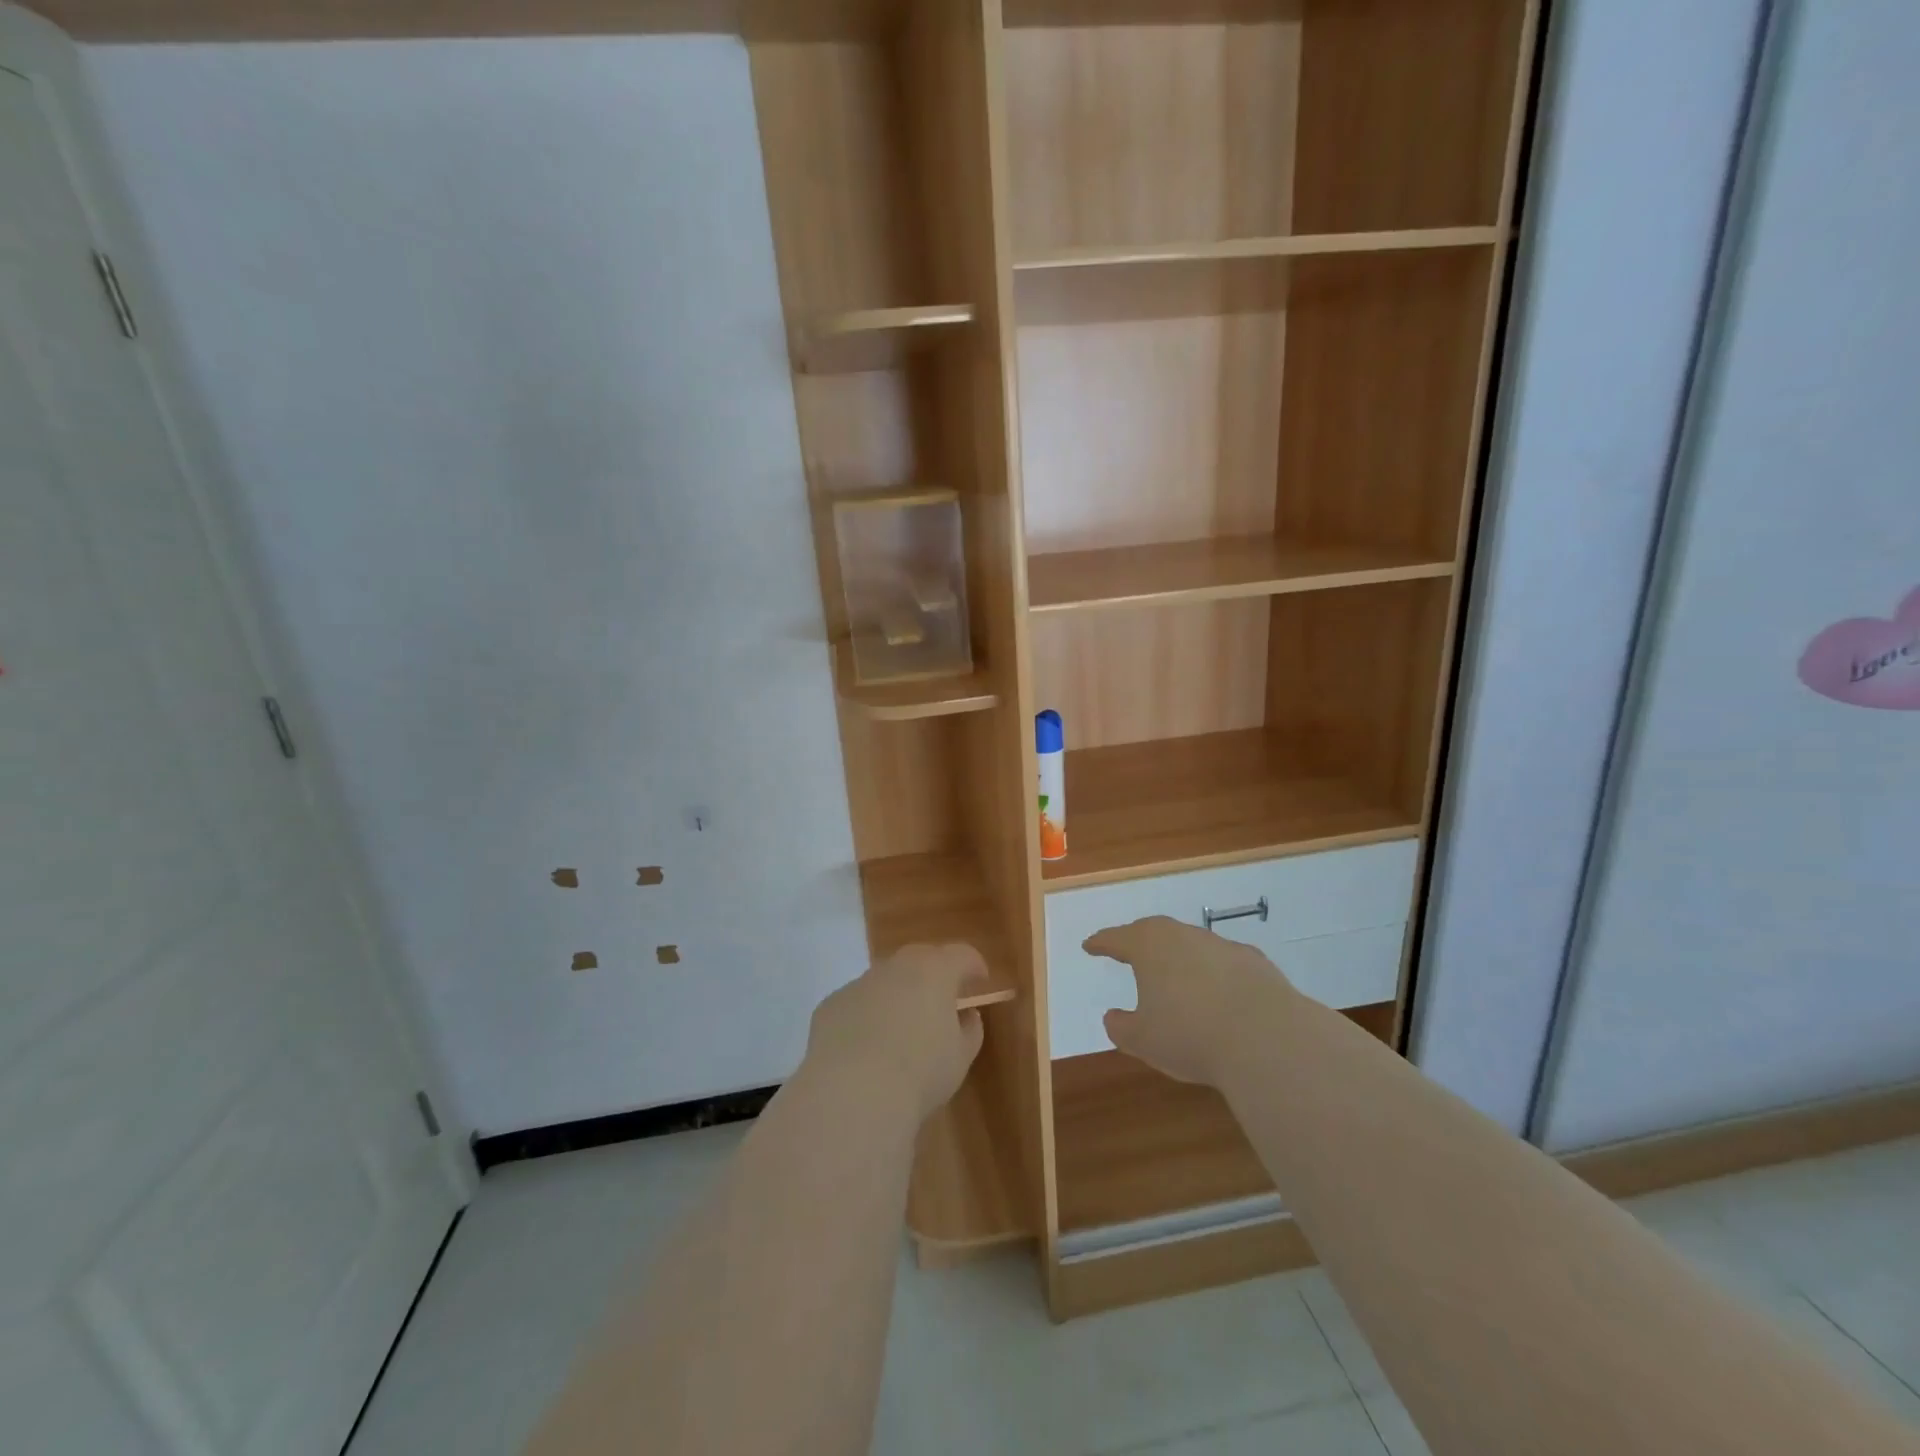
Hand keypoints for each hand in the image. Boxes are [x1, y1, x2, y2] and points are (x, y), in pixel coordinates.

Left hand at [803, 943, 986, 1121]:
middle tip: (941, 1000)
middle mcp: (896, 966)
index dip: (974, 965)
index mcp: (934, 971)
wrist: (852, 1091)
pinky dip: (866, 1016)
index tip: (980, 980)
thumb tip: (966, 1016)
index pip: (961, 955)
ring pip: (885, 981)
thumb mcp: (960, 1057)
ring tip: (900, 1029)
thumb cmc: (920, 1072)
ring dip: (897, 996)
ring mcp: (859, 983)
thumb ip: (969, 1030)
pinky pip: (856, 1004)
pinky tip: (865, 1048)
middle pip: (920, 959)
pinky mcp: (831, 1004)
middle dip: (933, 975)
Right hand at [1083, 916, 1296, 1086]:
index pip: (1117, 938)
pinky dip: (1214, 973)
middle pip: (1154, 932)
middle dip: (1139, 941)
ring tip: (1175, 978)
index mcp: (1149, 947)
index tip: (1090, 945)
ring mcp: (1222, 945)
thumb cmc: (1190, 1035)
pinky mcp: (1255, 962)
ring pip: (1191, 944)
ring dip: (1179, 958)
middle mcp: (1183, 936)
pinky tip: (1218, 994)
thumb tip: (1113, 1017)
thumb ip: (1122, 1027)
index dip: (1101, 943)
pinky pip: (1223, 963)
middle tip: (1129, 951)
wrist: (1267, 1038)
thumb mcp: (1143, 1040)